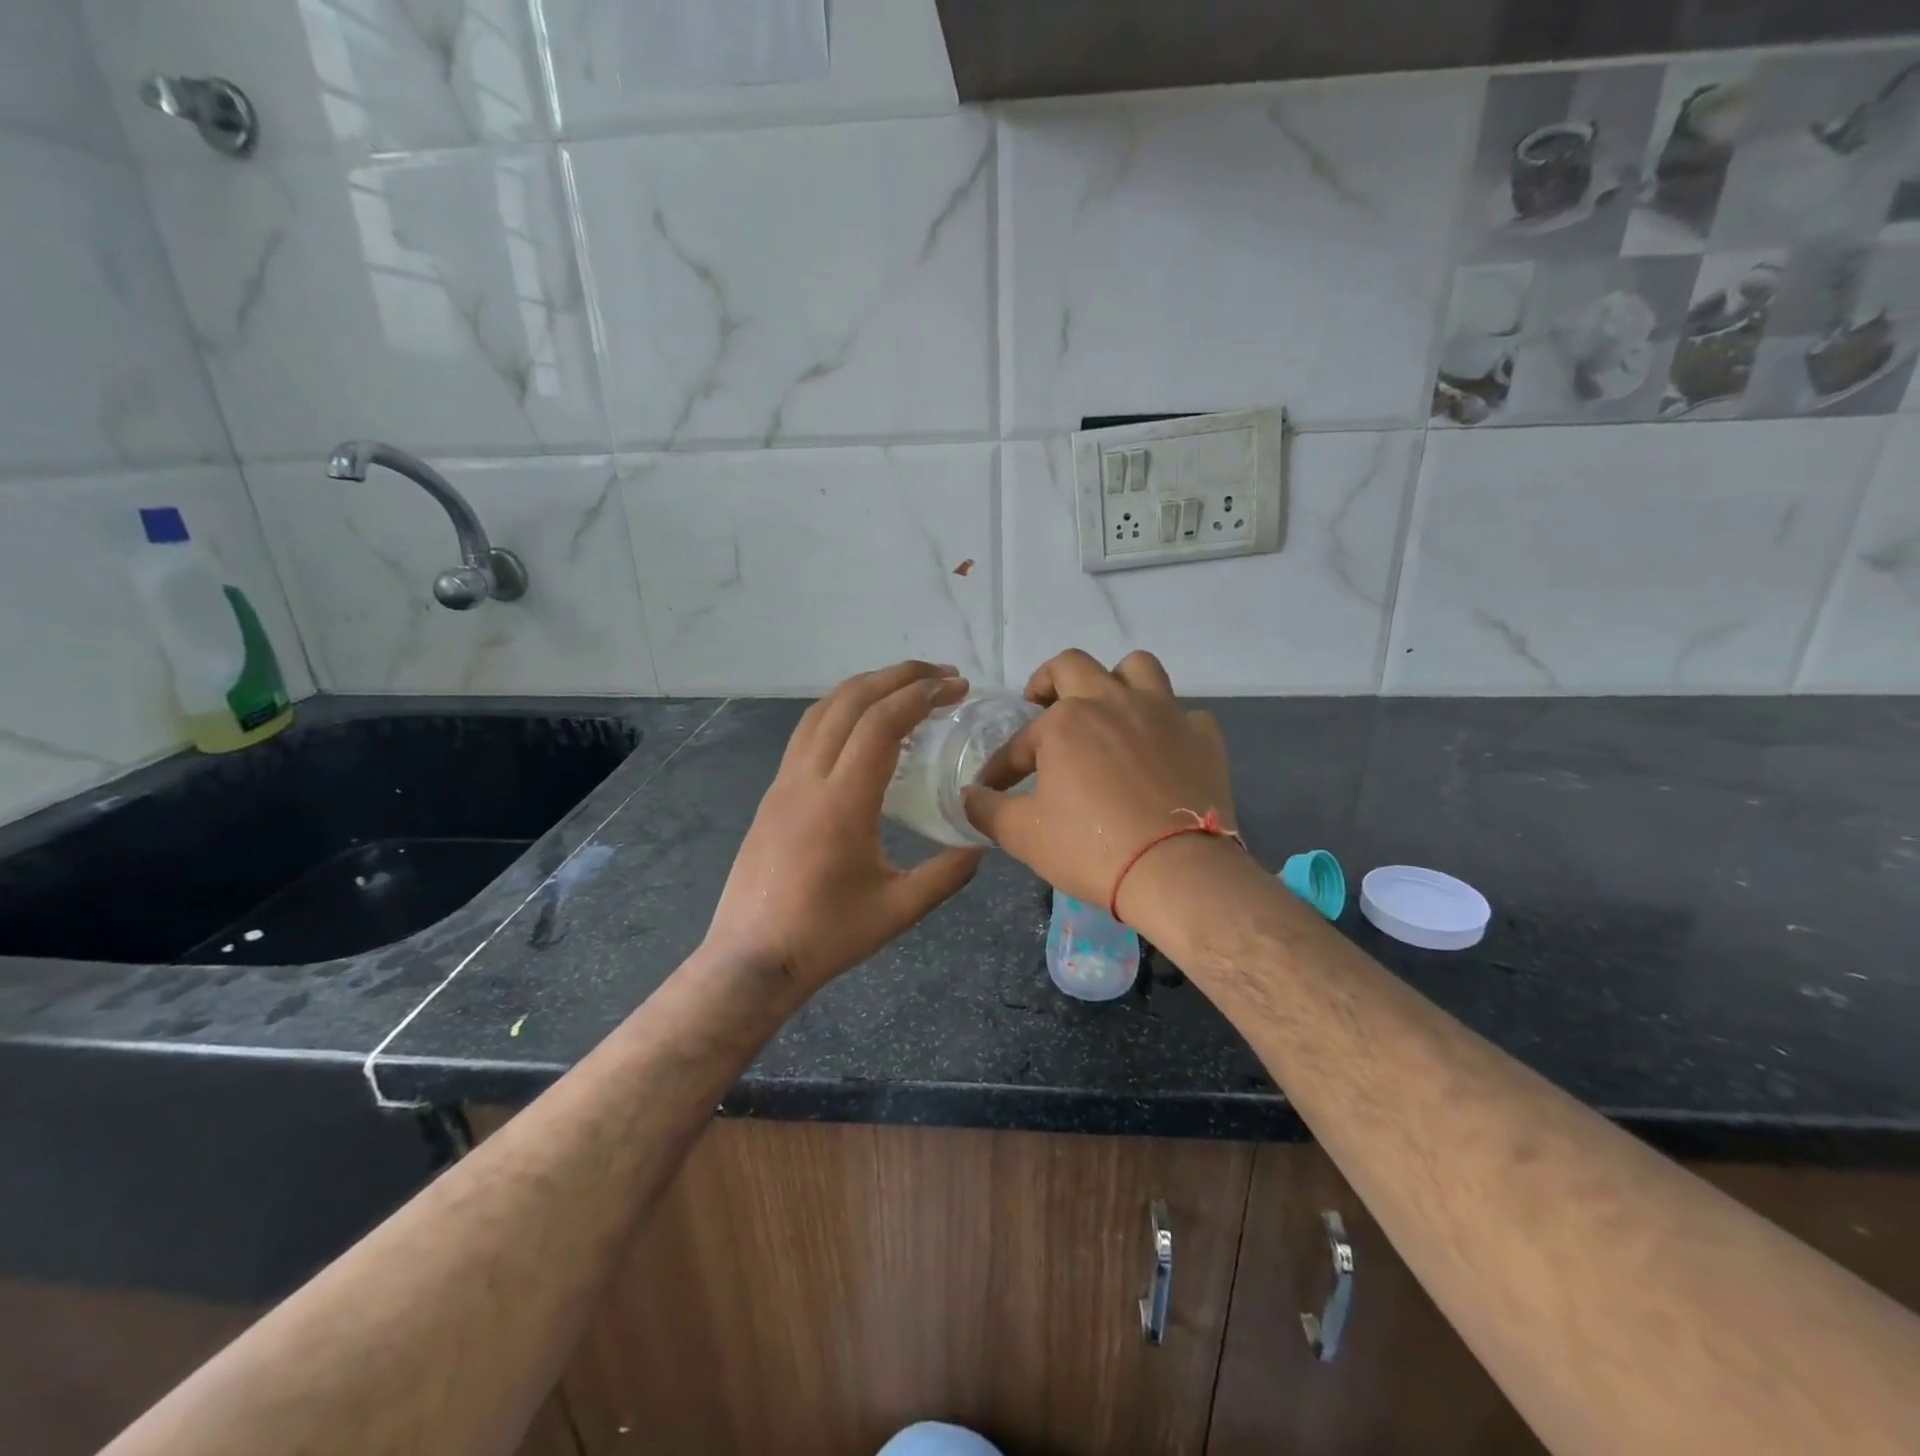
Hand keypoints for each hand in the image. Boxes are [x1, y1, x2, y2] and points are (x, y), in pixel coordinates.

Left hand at [703, 661, 983, 995]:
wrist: (751, 959)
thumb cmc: (826, 936)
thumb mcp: (898, 909)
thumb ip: (946, 873)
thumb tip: (982, 842)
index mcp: (841, 803)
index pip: (881, 724)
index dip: (922, 695)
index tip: (957, 688)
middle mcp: (807, 779)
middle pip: (851, 701)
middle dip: (899, 676)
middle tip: (943, 674)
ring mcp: (783, 782)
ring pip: (822, 710)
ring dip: (867, 686)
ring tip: (906, 686)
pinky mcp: (773, 793)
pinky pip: (807, 731)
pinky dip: (841, 708)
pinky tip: (862, 723)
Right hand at [963, 649, 1235, 919]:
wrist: (1177, 873)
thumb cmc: (1091, 848)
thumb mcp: (1023, 834)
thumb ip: (987, 809)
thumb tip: (969, 797)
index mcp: (1066, 720)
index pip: (1021, 739)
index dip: (1002, 765)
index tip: (994, 787)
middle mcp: (1114, 701)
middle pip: (1074, 665)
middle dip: (1049, 682)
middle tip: (1042, 707)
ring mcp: (1164, 713)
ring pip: (1138, 668)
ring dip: (1116, 681)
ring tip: (1106, 709)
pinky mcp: (1202, 736)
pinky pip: (1183, 714)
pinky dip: (1166, 725)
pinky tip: (1159, 750)